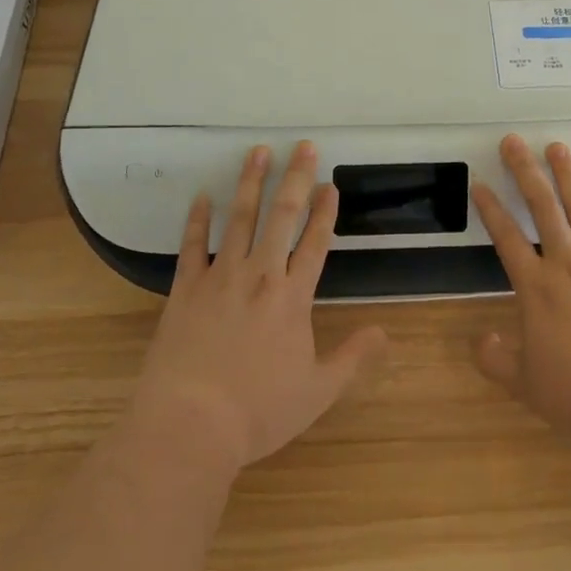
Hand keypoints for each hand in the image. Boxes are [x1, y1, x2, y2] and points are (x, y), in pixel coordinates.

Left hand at [130, 142, 387, 472]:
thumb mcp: (316, 392)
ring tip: (259, 151)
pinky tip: (202, 196)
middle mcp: (260, 275)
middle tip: (304, 146)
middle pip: (282, 216)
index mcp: (293, 297)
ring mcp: (220, 277)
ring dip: (251, 182)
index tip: (330, 183)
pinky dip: (197, 219)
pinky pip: (192, 246)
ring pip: (240, 218)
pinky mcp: (186, 288)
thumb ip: (352, 359)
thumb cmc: (257, 411)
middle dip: (296, 178)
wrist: (189, 425)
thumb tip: (384, 333)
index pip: (316, 242)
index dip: (325, 211)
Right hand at [471, 134, 570, 448]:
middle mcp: (566, 264)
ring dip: (566, 175)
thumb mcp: (525, 384)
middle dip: (525, 171)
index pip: (506, 238)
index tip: (480, 183)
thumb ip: (496, 359)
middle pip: (542, 207)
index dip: (490, 209)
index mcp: (536, 288)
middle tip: (513, 141)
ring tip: (557, 147)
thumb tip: (479, 340)